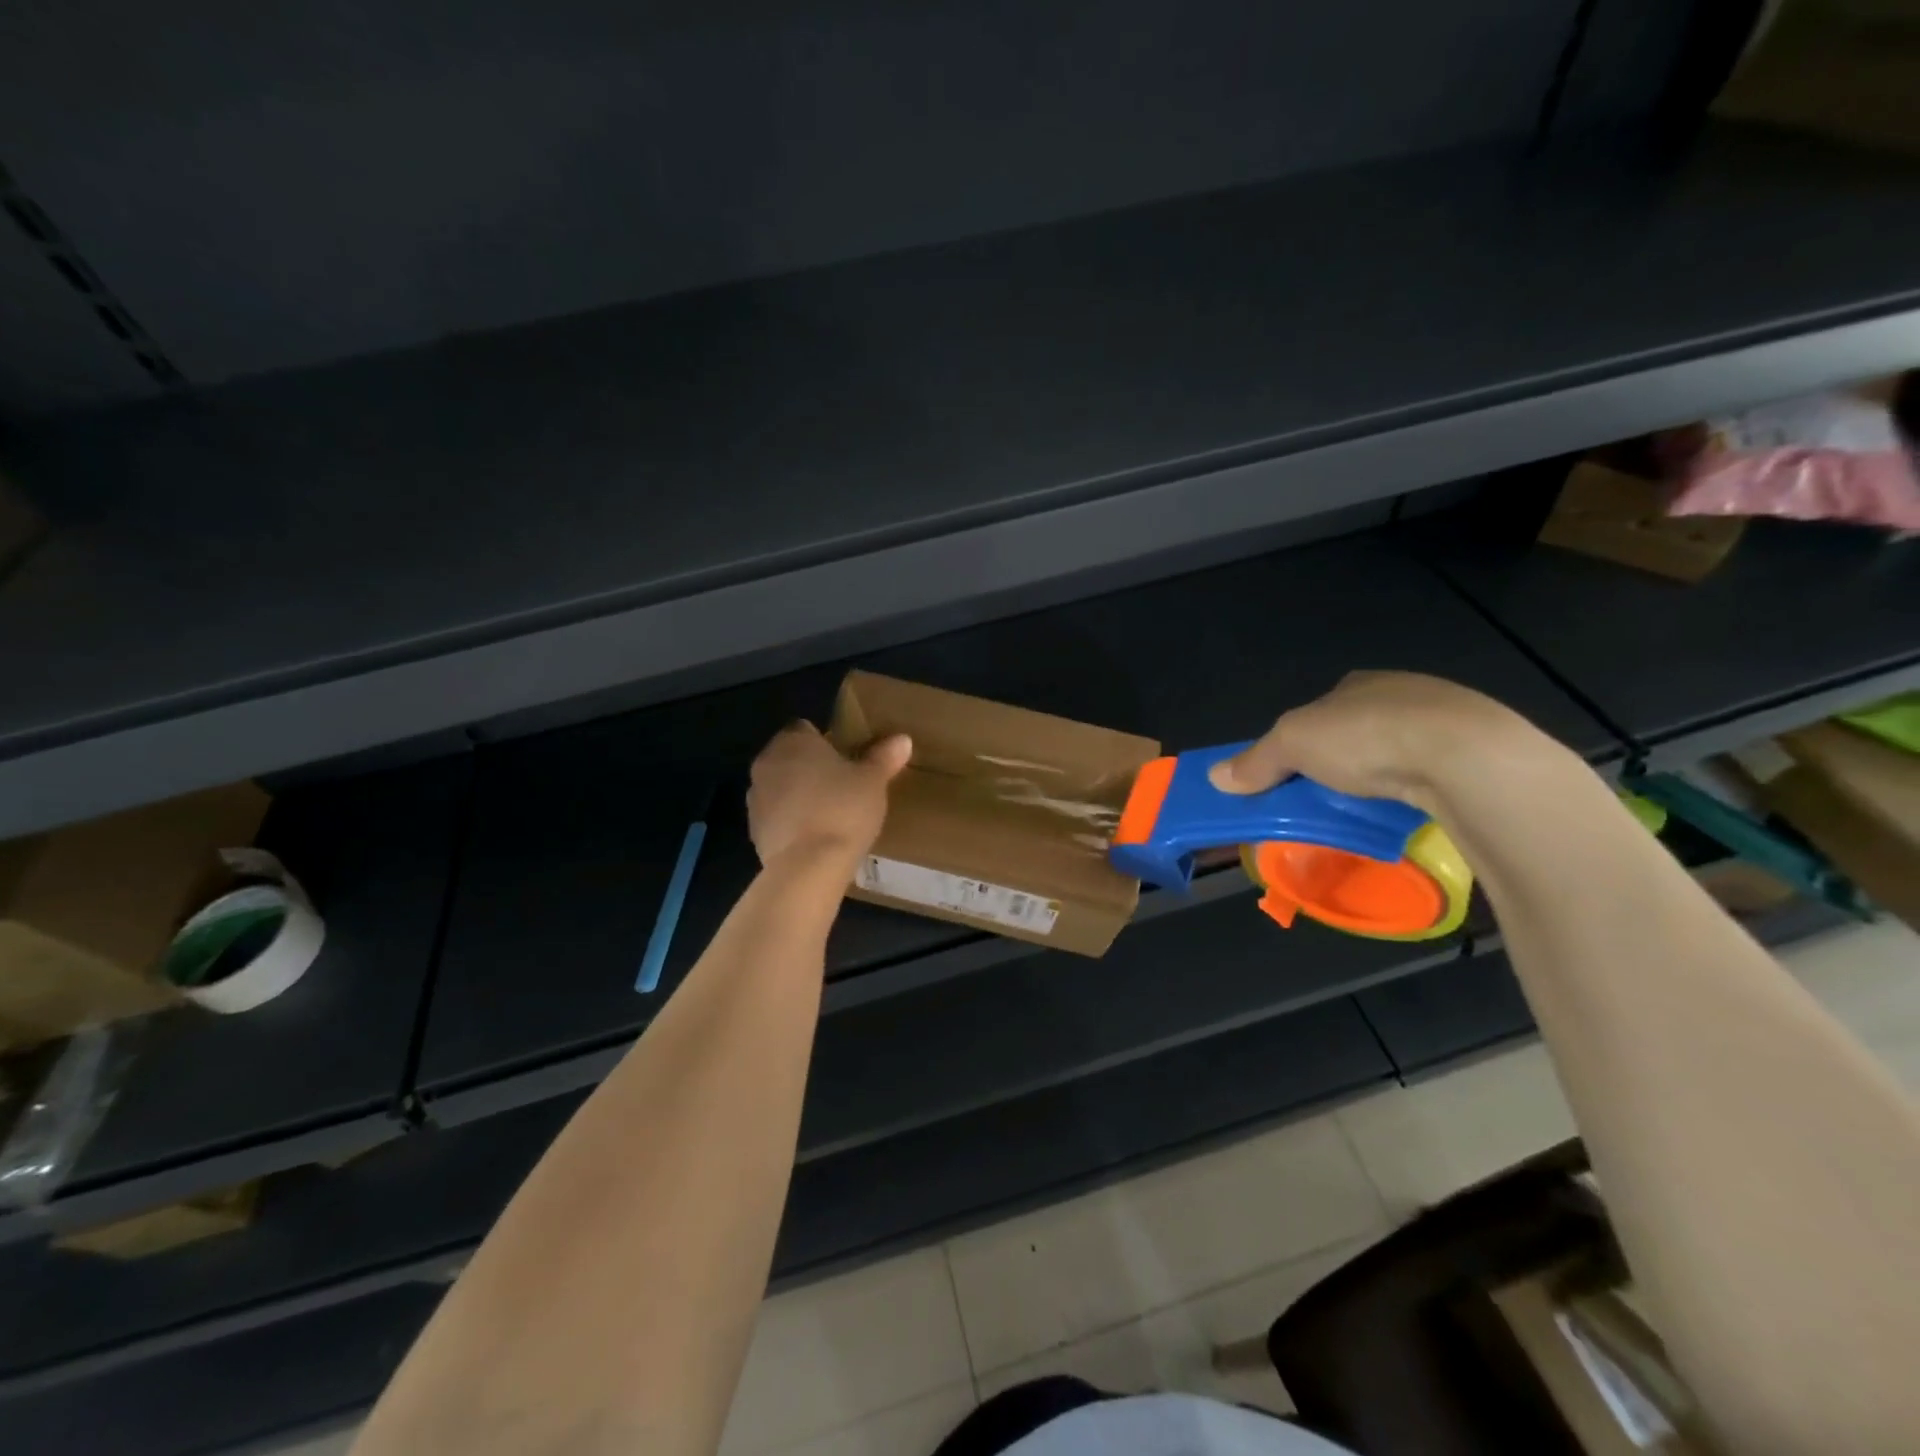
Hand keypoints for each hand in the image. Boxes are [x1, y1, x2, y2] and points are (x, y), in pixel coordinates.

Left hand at [747, 722, 911, 866]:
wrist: (808, 866)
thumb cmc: (843, 809)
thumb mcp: (873, 781)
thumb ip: (884, 757)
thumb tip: (902, 739)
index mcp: (793, 741)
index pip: (805, 729)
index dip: (826, 742)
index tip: (847, 759)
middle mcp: (767, 763)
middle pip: (790, 758)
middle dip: (811, 769)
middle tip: (843, 785)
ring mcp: (755, 799)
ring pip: (781, 788)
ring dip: (799, 796)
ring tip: (831, 814)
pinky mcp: (754, 831)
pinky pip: (777, 818)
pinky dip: (792, 823)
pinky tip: (816, 838)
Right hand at [1207, 671, 1531, 812]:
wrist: (1464, 755)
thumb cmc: (1366, 736)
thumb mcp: (1292, 745)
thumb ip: (1256, 761)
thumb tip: (1216, 776)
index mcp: (1355, 684)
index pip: (1319, 712)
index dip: (1301, 741)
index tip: (1294, 774)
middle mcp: (1400, 692)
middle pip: (1357, 731)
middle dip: (1341, 762)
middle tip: (1326, 798)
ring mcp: (1445, 719)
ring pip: (1399, 751)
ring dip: (1382, 777)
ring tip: (1368, 810)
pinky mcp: (1478, 751)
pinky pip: (1434, 771)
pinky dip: (1417, 789)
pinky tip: (1411, 808)